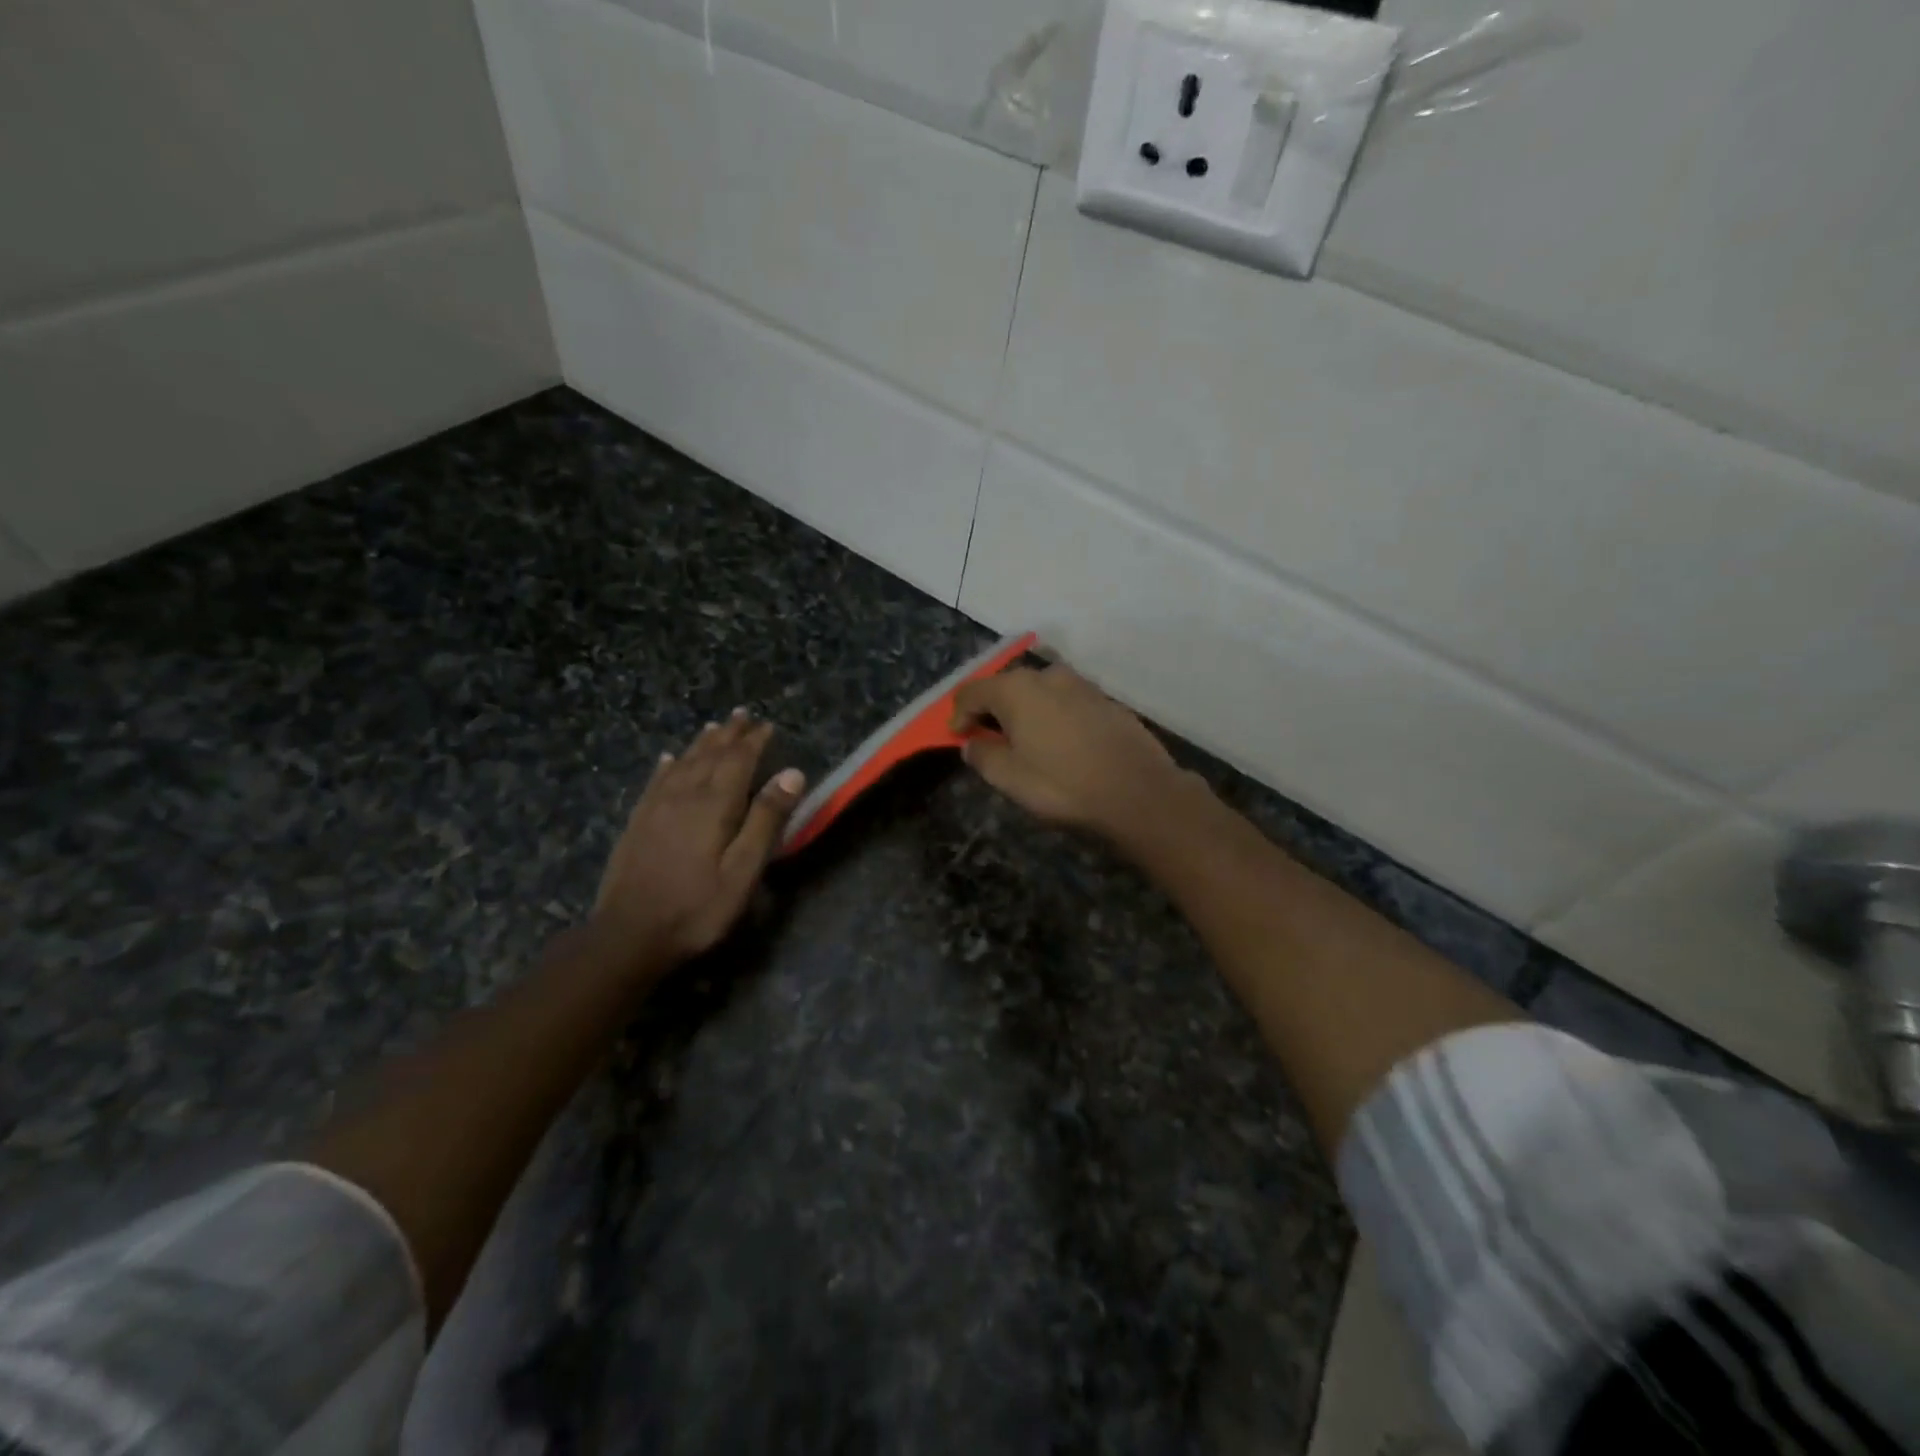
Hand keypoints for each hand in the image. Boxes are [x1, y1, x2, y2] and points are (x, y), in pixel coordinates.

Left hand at [592, 710, 805, 971]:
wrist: (629, 935)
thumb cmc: (697, 907)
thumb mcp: (744, 870)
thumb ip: (766, 820)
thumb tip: (792, 774)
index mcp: (714, 805)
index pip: (738, 761)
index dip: (754, 741)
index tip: (767, 725)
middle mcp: (684, 796)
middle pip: (709, 755)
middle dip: (729, 734)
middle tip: (742, 715)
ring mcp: (655, 807)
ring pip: (682, 763)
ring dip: (701, 744)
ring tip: (714, 728)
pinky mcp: (637, 823)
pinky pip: (655, 781)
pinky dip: (666, 765)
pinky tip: (667, 759)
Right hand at [950, 661, 1202, 843]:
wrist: (1138, 792)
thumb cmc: (1063, 785)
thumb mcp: (1010, 778)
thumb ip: (983, 756)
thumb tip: (973, 743)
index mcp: (1017, 689)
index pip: (972, 691)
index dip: (958, 714)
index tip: (956, 737)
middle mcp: (1048, 676)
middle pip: (1006, 686)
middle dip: (991, 710)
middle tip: (987, 739)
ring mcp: (1081, 685)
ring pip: (1039, 692)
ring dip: (1024, 712)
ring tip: (1025, 742)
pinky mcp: (1105, 700)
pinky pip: (1065, 701)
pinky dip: (1052, 715)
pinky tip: (1060, 743)